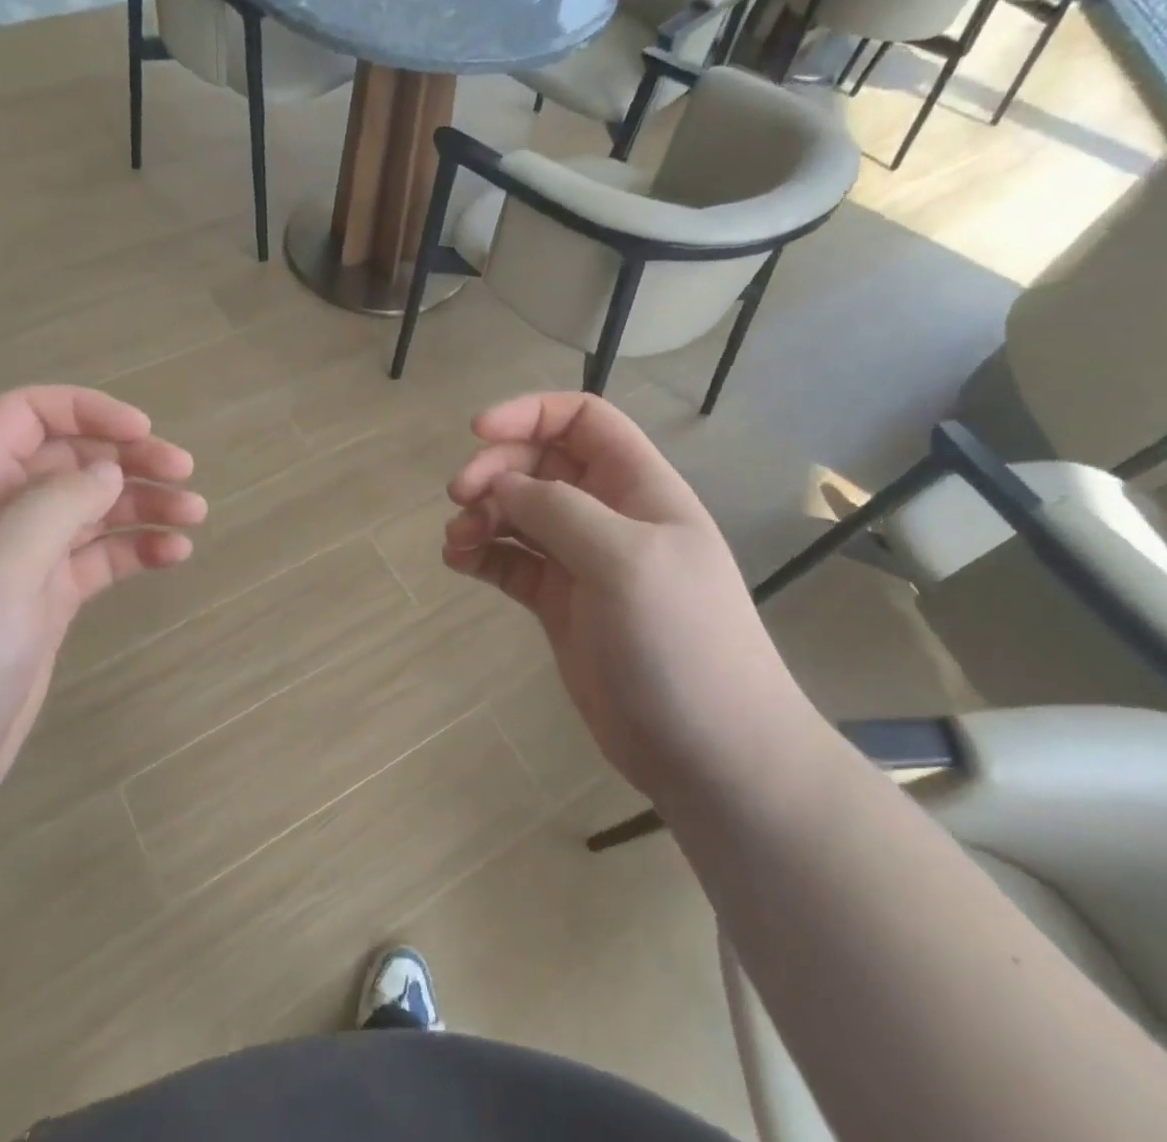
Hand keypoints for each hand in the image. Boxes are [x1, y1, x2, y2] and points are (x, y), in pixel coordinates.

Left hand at [0, 387, 206, 822]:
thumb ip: (57, 505)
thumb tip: (109, 470)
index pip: (26, 416)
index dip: (86, 411)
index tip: (142, 431)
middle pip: (71, 461)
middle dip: (129, 459)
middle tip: (185, 474)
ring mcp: (22, 562)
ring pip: (93, 510)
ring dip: (145, 504)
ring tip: (195, 515)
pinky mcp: (46, 604)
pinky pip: (101, 560)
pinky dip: (138, 551)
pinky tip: (174, 557)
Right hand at [444, 393, 806, 802]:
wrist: (710, 752)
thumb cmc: (681, 641)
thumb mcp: (624, 559)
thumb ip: (559, 510)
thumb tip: (502, 485)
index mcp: (638, 487)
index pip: (582, 420)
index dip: (530, 414)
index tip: (478, 432)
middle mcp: (608, 515)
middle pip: (540, 464)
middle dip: (495, 470)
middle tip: (459, 498)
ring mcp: (583, 561)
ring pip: (519, 513)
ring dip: (481, 514)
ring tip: (456, 540)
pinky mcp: (560, 604)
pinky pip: (512, 562)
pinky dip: (483, 554)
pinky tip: (459, 562)